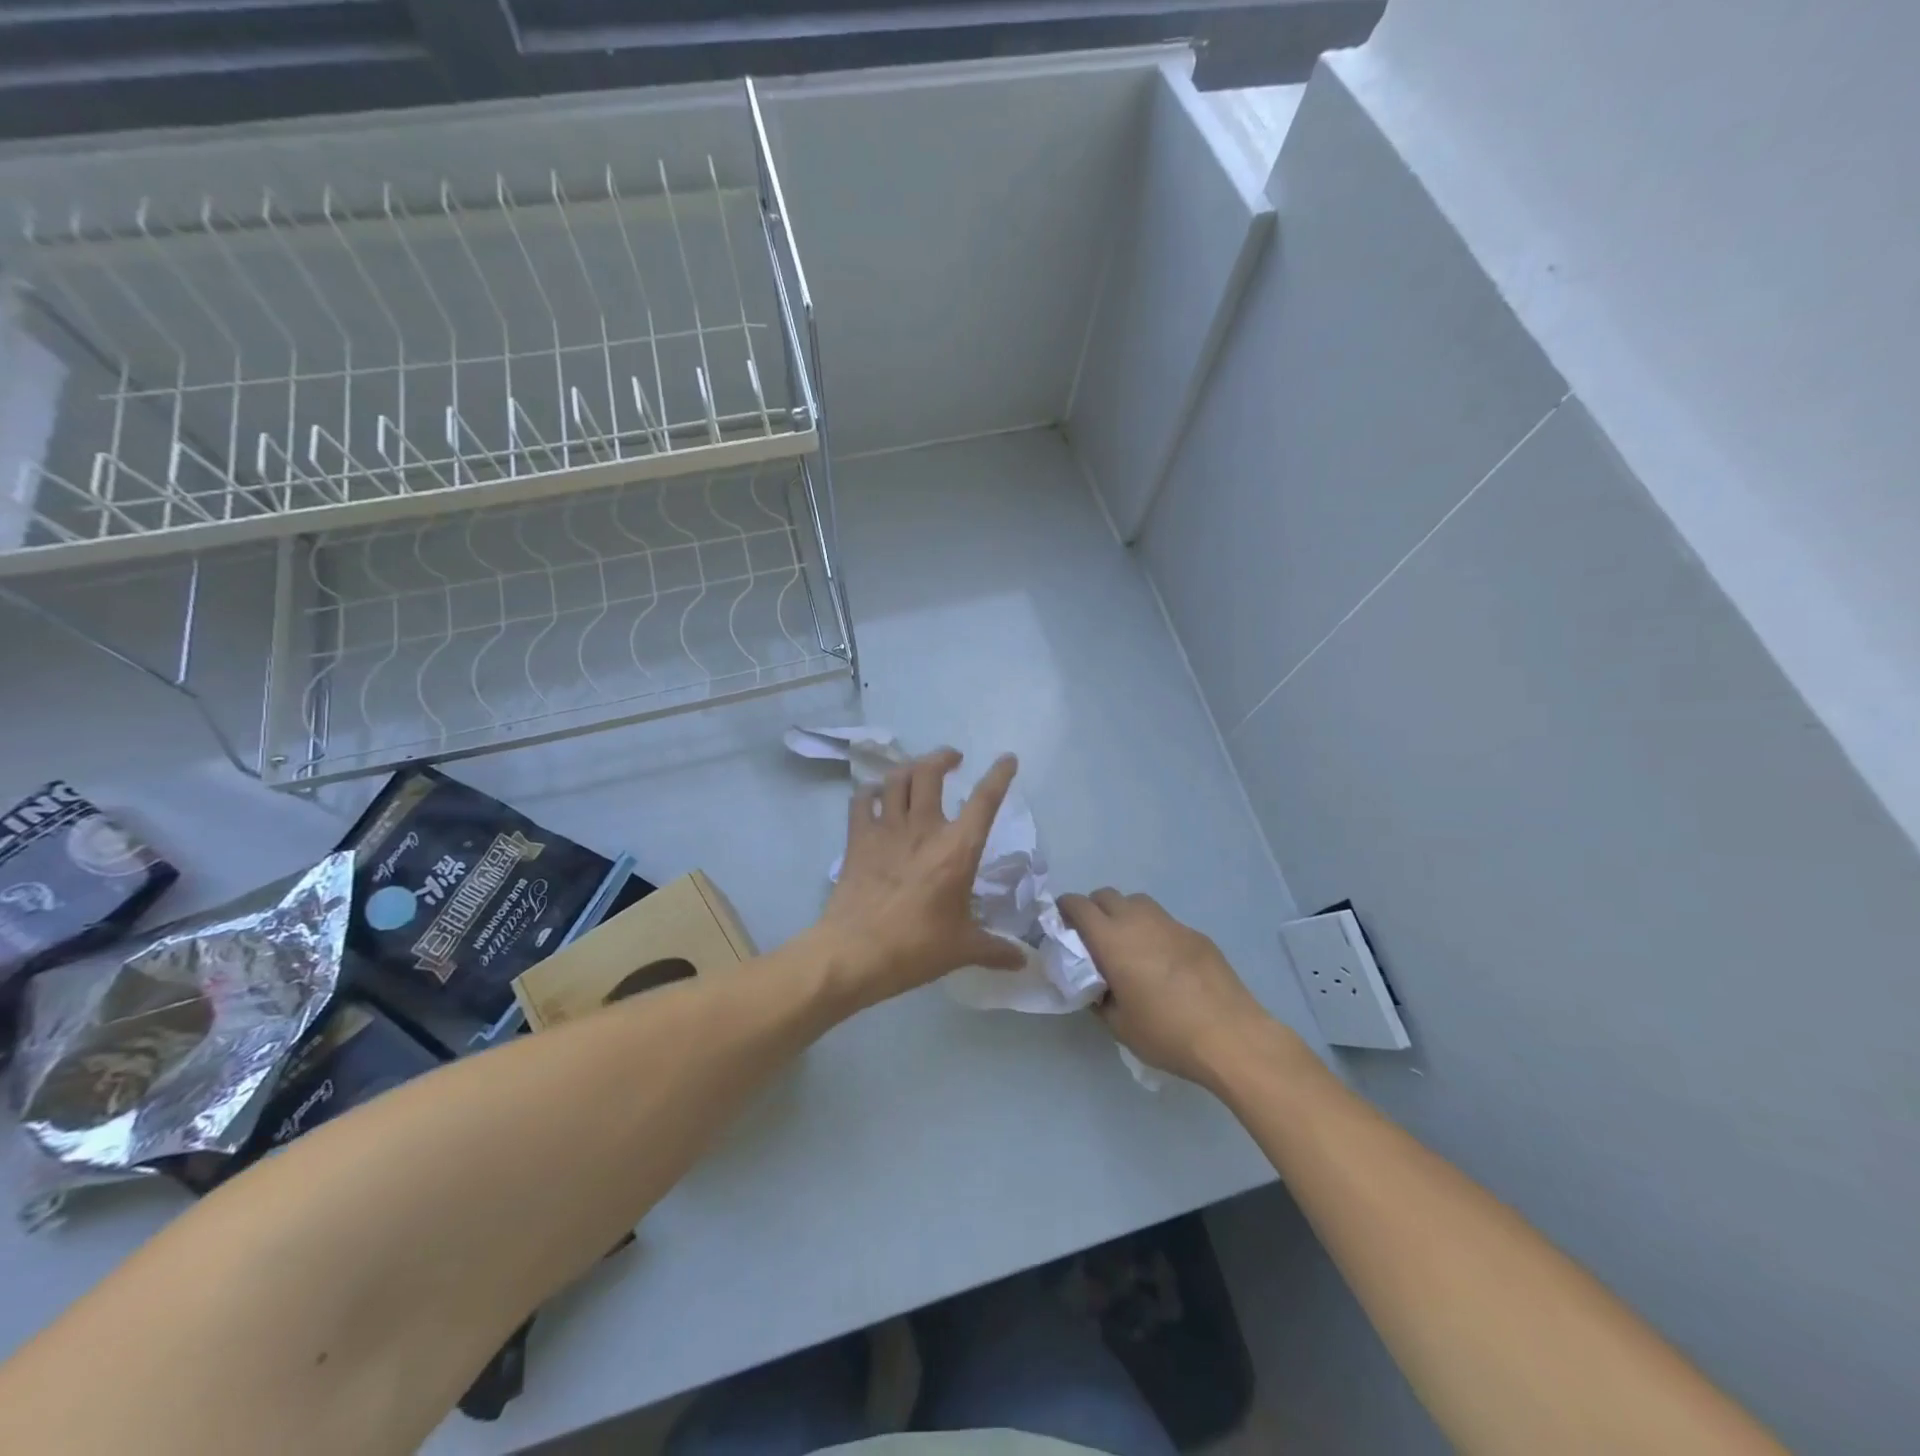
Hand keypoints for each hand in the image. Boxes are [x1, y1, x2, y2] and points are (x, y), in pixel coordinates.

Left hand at [812, 749, 1025, 1009]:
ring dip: (909, 768)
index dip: (999, 775)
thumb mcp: (962, 949)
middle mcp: (923, 828)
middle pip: (929, 772)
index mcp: (957, 849)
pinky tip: (876, 795)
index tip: (1007, 759)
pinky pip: (862, 799)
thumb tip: (1024, 961)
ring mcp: (886, 829)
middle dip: (943, 757)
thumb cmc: (915, 948)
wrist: (854, 953)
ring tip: (918, 772)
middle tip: (952, 759)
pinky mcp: (857, 838)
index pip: (985, 800)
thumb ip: (995, 949)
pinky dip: (871, 791)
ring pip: (895, 779)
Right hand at [1058, 889, 1271, 1085]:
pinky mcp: (1196, 934)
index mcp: (1111, 939)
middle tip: (1094, 940)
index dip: (1064, 910)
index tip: (1062, 928)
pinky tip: (1164, 965)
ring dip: (1125, 915)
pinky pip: (1164, 922)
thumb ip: (1098, 998)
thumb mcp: (1118, 1024)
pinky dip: (1154, 932)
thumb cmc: (1166, 1032)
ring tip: (1129, 947)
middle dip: (1094, 910)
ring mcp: (1171, 923)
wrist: (1230, 1035)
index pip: (1077, 904)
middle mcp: (1138, 920)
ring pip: (1137, 902)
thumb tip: (1095, 986)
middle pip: (1106, 895)